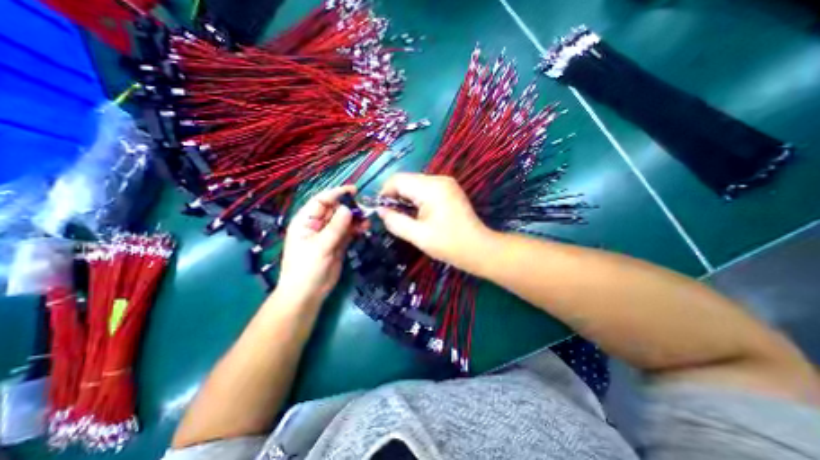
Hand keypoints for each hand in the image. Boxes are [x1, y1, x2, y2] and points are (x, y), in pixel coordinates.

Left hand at [277, 186, 359, 307]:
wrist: (308, 293)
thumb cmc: (307, 269)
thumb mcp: (320, 246)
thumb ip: (335, 227)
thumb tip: (348, 209)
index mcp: (306, 221)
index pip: (321, 201)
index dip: (336, 194)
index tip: (354, 190)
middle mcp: (317, 224)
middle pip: (335, 209)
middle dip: (349, 207)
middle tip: (365, 208)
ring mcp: (329, 234)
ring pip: (344, 220)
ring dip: (355, 218)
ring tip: (367, 220)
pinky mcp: (338, 243)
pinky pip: (349, 231)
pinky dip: (357, 228)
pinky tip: (365, 227)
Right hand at [379, 172, 492, 268]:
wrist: (479, 248)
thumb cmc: (449, 245)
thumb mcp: (418, 236)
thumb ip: (395, 222)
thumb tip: (380, 211)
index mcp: (431, 188)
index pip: (398, 180)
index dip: (384, 193)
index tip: (381, 210)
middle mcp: (439, 179)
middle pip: (407, 180)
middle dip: (395, 196)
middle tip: (392, 216)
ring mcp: (446, 183)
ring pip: (415, 183)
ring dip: (406, 197)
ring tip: (405, 216)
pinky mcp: (449, 189)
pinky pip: (425, 188)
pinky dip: (417, 198)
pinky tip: (418, 213)